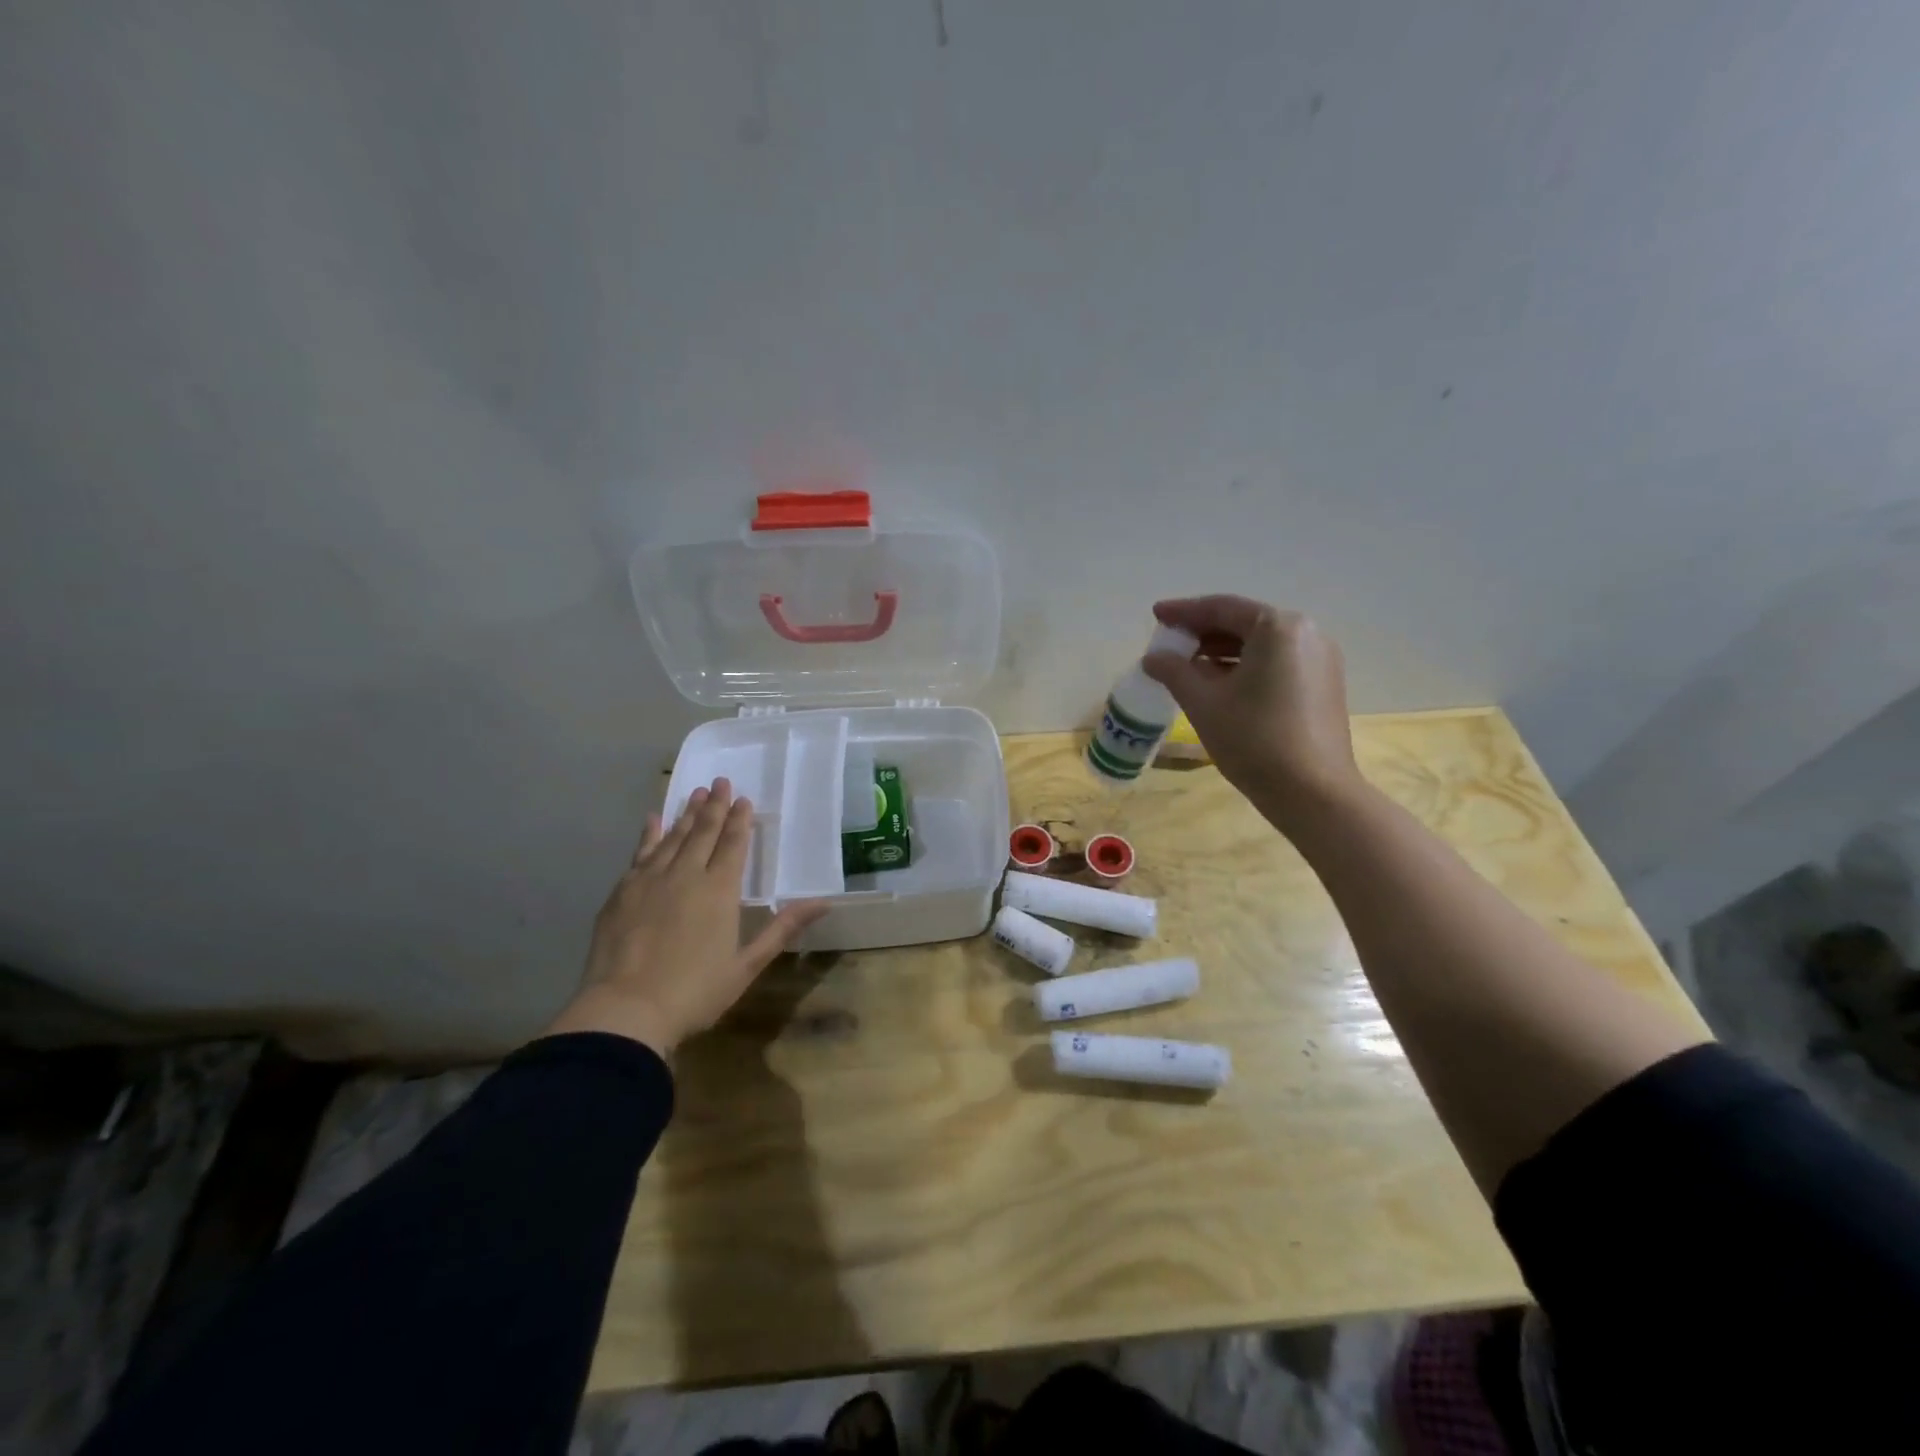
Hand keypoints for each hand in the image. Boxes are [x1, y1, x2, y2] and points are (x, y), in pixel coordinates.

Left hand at [545, 778, 827, 1056]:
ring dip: (686, 814)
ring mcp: (650, 880)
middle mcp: (686, 875)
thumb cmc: (695, 992)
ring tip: (695, 793)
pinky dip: (649, 834)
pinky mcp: (622, 892)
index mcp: (720, 890)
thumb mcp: (747, 964)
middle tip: (720, 781)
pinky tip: (653, 820)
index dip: (740, 821)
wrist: (625, 1011)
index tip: (743, 799)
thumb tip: (824, 902)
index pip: (733, 845)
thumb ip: (782, 928)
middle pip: (703, 832)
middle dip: (714, 806)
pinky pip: (640, 853)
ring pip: (673, 837)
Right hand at [1142, 596, 1364, 839]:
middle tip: (1169, 642)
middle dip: (1203, 631)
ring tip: (1187, 665)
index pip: (1222, 608)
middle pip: (1244, 623)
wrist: (1313, 793)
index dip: (1184, 611)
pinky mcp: (1323, 685)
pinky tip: (1219, 684)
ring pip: (1261, 645)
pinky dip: (1245, 666)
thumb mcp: (1203, 702)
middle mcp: (1306, 633)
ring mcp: (1320, 660)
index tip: (1156, 615)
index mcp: (1278, 628)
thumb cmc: (1253, 740)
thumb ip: (1174, 671)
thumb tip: (1153, 658)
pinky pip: (1276, 663)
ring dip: (1222, 651)